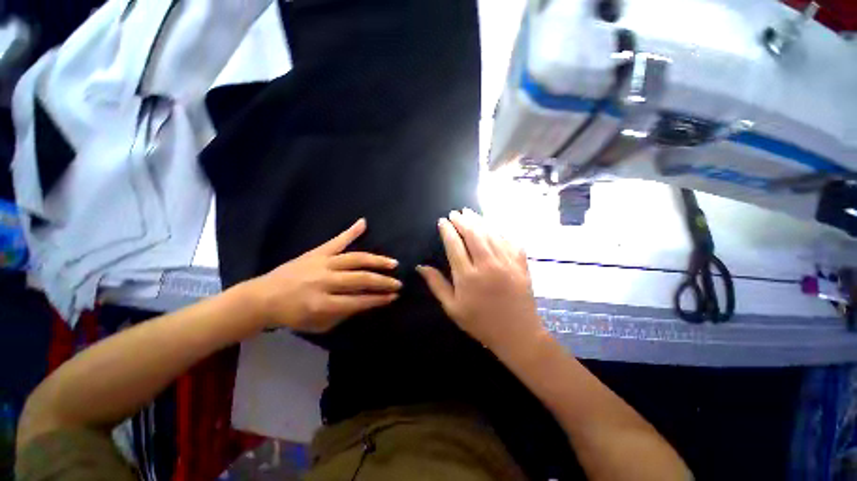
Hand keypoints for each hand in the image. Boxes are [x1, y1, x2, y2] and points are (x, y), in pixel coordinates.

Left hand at [245, 219, 400, 332]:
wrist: (262, 297)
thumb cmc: (291, 315)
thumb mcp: (318, 324)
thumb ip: (344, 314)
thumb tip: (366, 301)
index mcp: (322, 304)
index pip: (359, 301)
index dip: (378, 299)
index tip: (393, 297)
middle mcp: (324, 282)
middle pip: (360, 279)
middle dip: (382, 282)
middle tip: (398, 282)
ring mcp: (321, 264)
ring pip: (355, 259)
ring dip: (376, 261)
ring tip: (392, 263)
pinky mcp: (316, 252)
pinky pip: (336, 241)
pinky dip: (350, 232)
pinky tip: (363, 223)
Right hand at [417, 209, 545, 355]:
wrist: (517, 334)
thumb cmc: (480, 323)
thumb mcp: (452, 308)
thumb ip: (436, 284)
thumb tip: (421, 266)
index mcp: (467, 276)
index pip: (454, 245)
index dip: (447, 230)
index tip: (442, 221)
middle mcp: (487, 265)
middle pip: (473, 234)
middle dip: (462, 220)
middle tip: (455, 213)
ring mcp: (506, 262)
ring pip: (491, 234)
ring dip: (479, 221)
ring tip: (470, 212)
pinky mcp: (520, 264)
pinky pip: (510, 241)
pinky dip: (500, 231)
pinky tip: (493, 226)